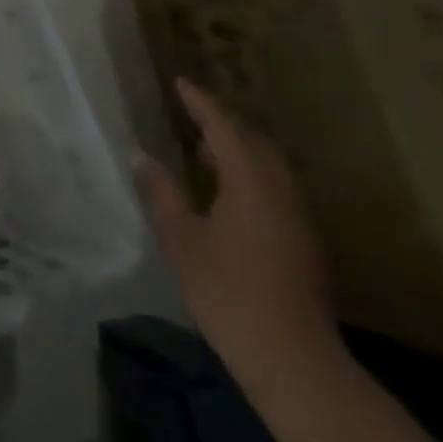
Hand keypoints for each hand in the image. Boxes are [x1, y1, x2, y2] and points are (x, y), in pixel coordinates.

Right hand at [133, 80, 343, 403]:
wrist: (292, 359)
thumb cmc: (229, 291)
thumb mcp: (182, 239)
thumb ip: (161, 192)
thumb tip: (141, 155)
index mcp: (251, 182)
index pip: (224, 127)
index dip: (201, 102)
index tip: (181, 82)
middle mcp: (280, 190)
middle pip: (254, 141)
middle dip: (224, 122)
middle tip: (191, 111)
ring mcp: (297, 217)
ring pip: (268, 165)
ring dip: (237, 148)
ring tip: (203, 146)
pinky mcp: (302, 240)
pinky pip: (273, 186)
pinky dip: (248, 172)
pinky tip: (225, 189)